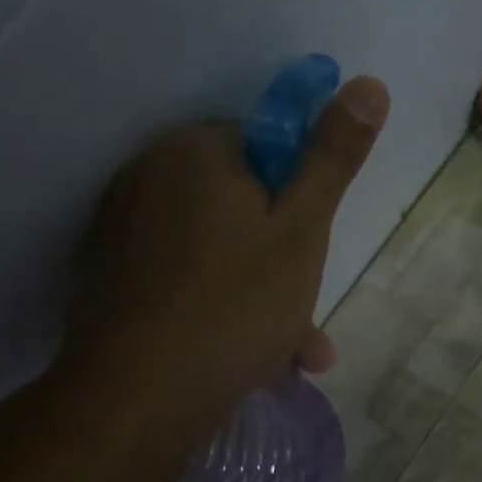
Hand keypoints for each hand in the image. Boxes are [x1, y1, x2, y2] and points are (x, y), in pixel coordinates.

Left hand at [65, 75, 388, 452]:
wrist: (139, 398)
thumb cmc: (235, 306)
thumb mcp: (303, 231)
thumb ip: (333, 159)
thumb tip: (368, 83)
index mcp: (195, 151)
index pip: (264, 147)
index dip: (298, 198)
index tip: (312, 250)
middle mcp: (149, 177)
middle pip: (240, 203)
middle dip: (284, 257)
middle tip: (307, 314)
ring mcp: (124, 230)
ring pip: (217, 250)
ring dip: (262, 294)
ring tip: (294, 351)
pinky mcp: (113, 278)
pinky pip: (187, 280)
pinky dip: (221, 308)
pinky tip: (250, 356)